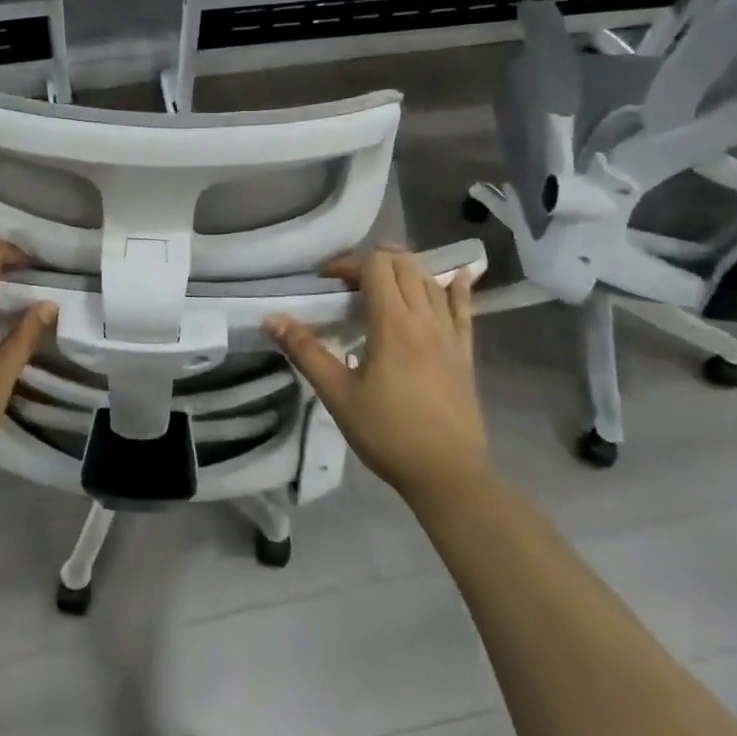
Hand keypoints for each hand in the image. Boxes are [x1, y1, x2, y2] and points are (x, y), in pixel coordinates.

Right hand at [265, 248, 487, 509]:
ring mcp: (449, 335)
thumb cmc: (387, 433)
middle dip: (375, 261)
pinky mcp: (464, 354)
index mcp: (393, 324)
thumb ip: (306, 352)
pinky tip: (457, 277)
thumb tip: (272, 319)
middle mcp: (424, 319)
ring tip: (384, 279)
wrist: (447, 474)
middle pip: (405, 265)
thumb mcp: (338, 394)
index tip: (326, 282)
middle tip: (350, 282)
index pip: (375, 267)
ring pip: (431, 282)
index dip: (349, 264)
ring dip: (407, 270)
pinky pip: (464, 310)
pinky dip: (457, 289)